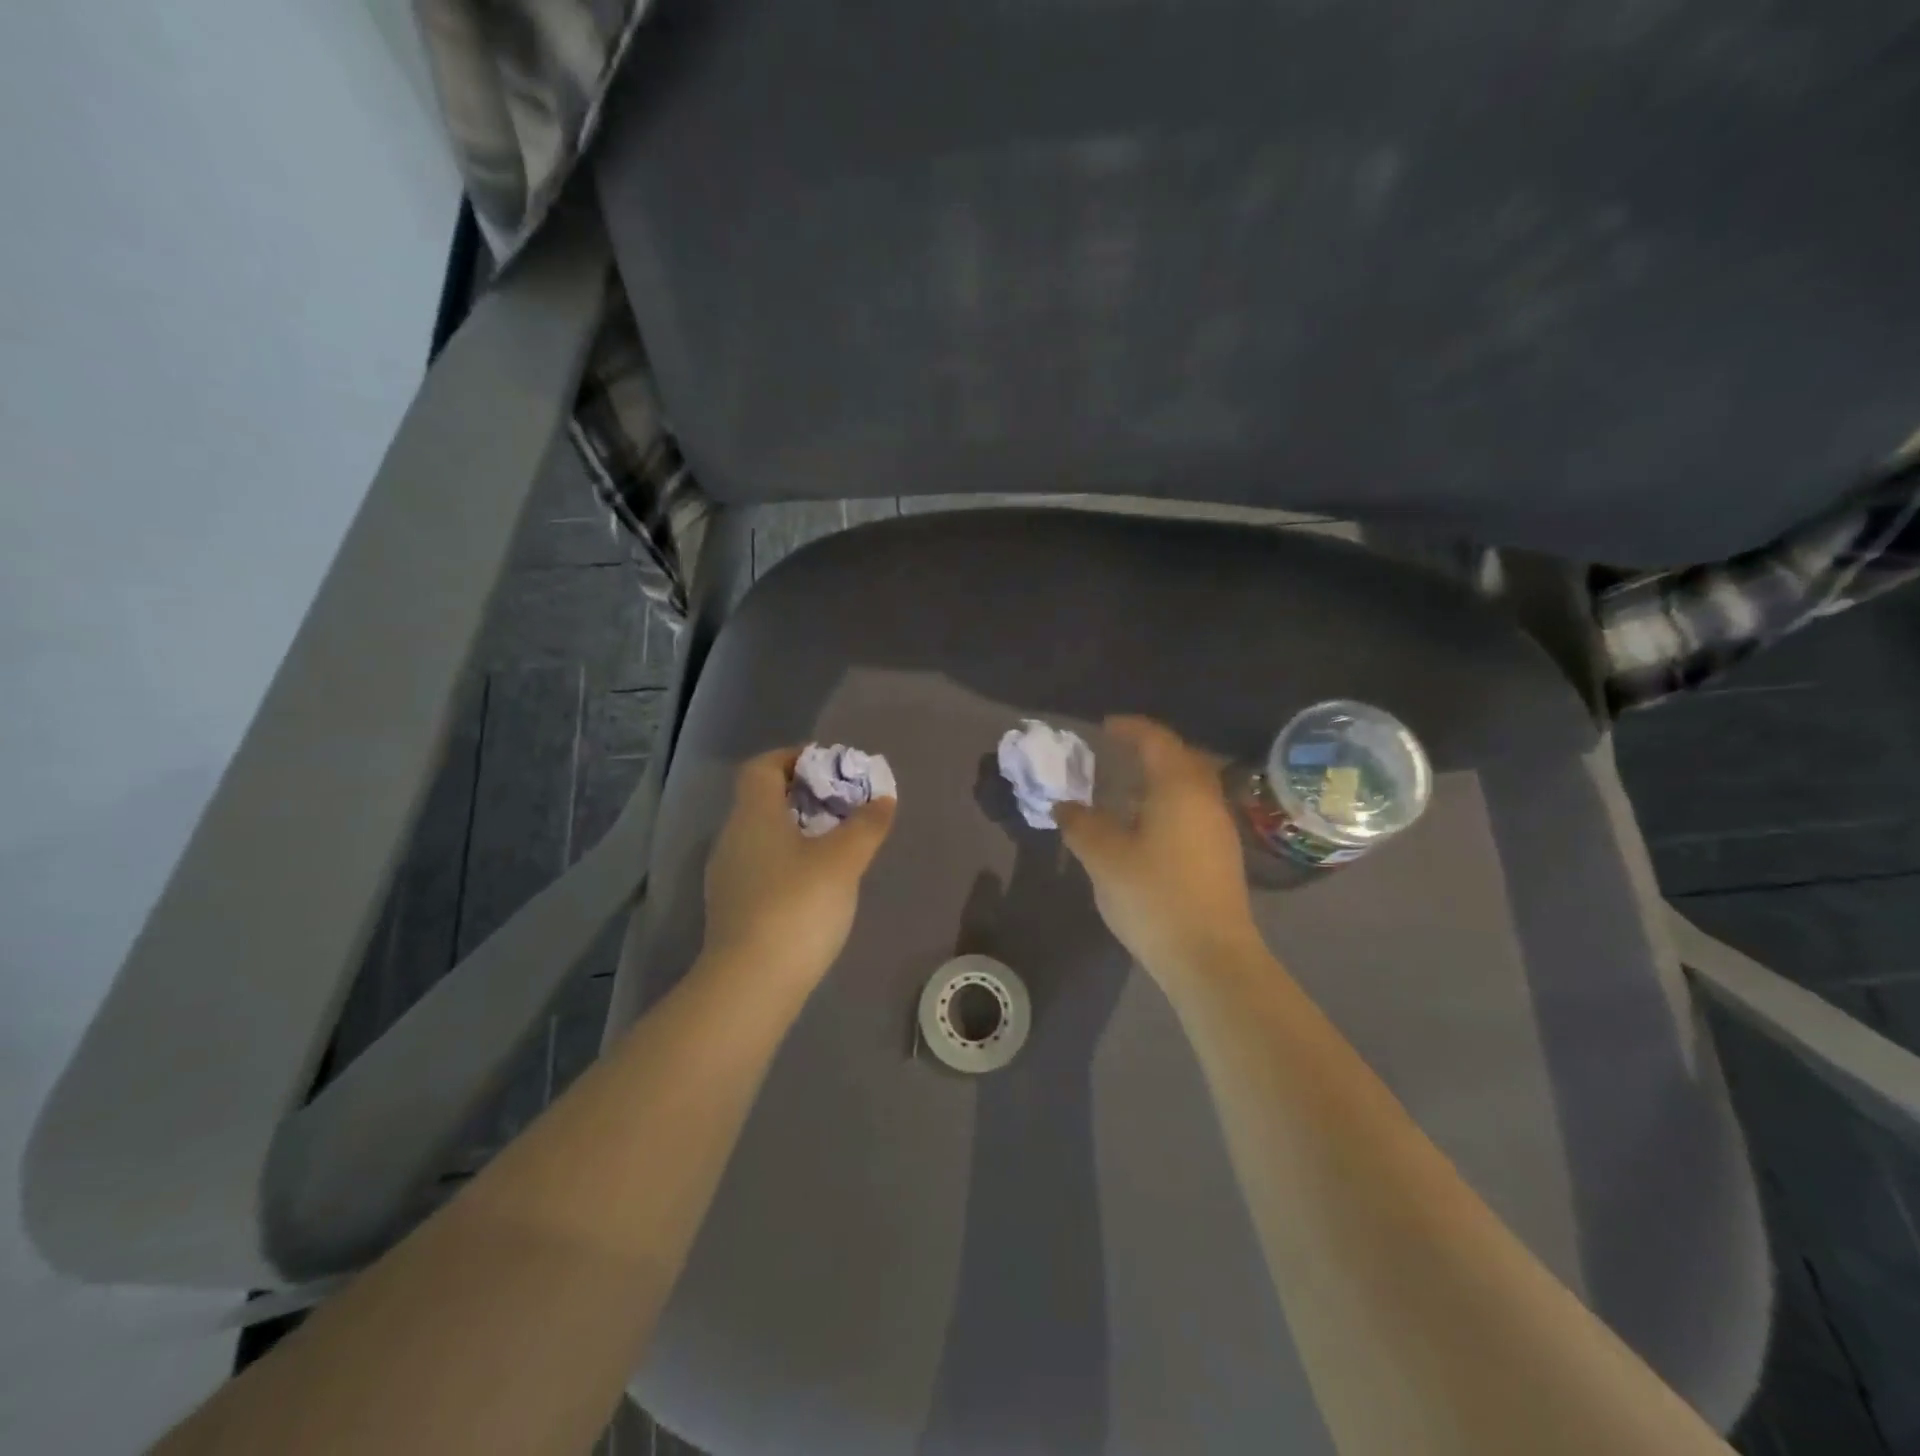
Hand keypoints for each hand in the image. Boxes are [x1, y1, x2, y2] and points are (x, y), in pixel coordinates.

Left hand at [701, 747, 896, 985]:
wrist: (750, 984)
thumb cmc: (797, 906)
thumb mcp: (843, 861)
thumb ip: (866, 825)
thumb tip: (883, 797)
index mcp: (753, 815)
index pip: (762, 767)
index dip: (792, 757)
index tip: (827, 765)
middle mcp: (732, 838)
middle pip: (762, 800)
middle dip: (802, 795)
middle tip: (842, 805)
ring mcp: (728, 875)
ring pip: (762, 835)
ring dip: (796, 830)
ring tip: (836, 843)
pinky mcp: (732, 908)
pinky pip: (761, 866)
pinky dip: (787, 860)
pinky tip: (815, 883)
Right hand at [1055, 717, 1263, 978]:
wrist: (1210, 957)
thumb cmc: (1154, 896)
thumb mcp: (1104, 857)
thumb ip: (1081, 824)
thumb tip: (1064, 805)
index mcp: (1179, 788)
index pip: (1156, 740)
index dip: (1130, 728)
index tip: (1105, 726)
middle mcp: (1206, 799)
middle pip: (1180, 758)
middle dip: (1148, 750)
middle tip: (1115, 753)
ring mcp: (1219, 828)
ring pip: (1189, 786)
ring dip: (1158, 779)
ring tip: (1123, 790)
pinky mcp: (1221, 855)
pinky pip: (1192, 810)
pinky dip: (1167, 803)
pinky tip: (1144, 827)